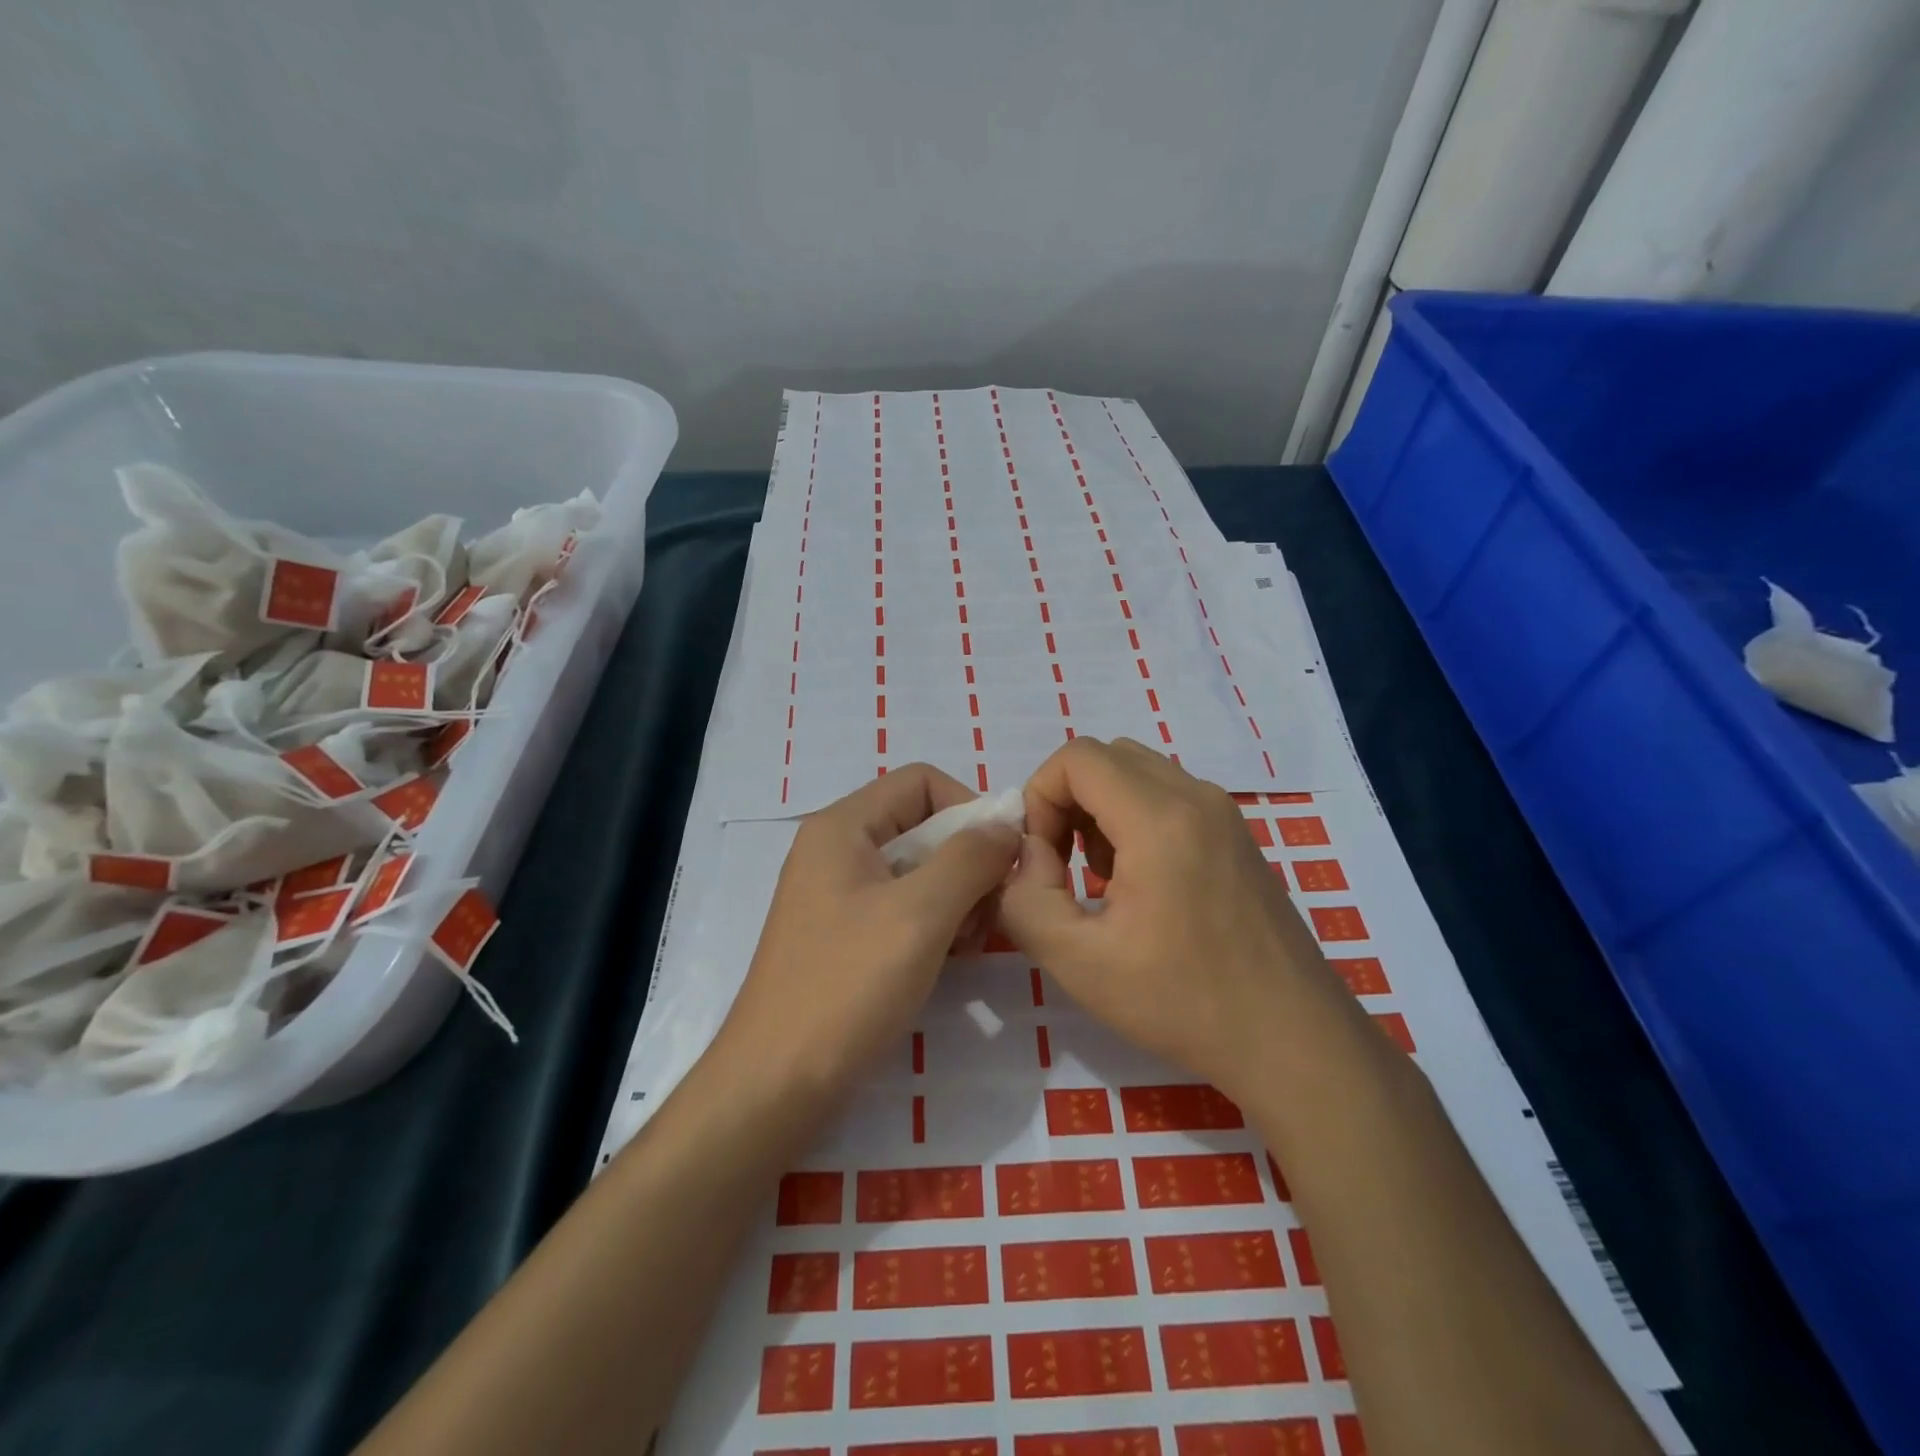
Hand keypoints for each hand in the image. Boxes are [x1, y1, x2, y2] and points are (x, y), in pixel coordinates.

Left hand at [715, 763, 1020, 1098]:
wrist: (777, 1083)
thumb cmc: (848, 985)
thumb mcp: (921, 913)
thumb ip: (971, 858)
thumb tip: (1007, 824)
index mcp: (843, 826)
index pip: (921, 781)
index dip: (969, 807)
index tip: (1002, 857)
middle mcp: (835, 849)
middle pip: (921, 825)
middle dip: (967, 860)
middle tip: (989, 912)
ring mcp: (836, 894)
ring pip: (918, 869)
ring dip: (956, 896)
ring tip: (969, 943)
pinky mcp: (843, 935)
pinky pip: (901, 906)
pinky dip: (934, 922)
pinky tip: (948, 959)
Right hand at [999, 737, 1352, 1101]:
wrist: (1292, 1039)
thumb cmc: (1184, 1002)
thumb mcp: (1079, 962)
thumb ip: (1026, 899)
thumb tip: (1029, 854)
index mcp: (1159, 819)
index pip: (1076, 758)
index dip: (1040, 798)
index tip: (1042, 859)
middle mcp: (1196, 797)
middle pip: (1106, 757)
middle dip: (1066, 800)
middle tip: (1062, 865)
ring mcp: (1223, 812)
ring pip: (1137, 772)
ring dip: (1099, 809)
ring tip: (1099, 877)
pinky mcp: (1235, 834)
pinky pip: (1167, 795)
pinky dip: (1133, 817)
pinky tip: (1138, 883)